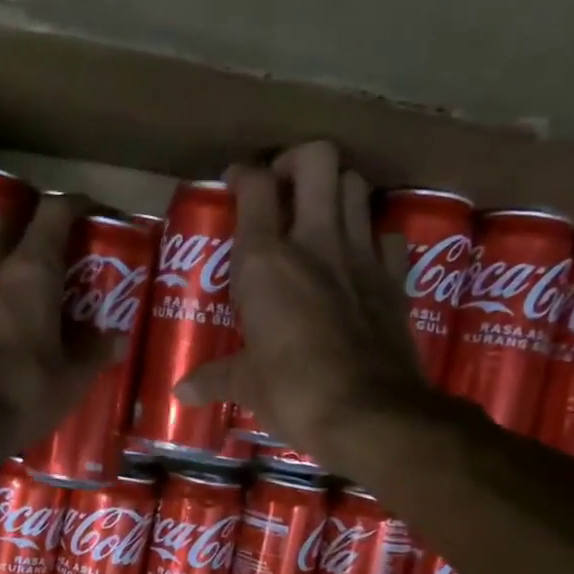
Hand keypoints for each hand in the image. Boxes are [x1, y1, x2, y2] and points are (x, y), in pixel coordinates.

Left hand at [0, 191, 124, 469]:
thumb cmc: (21, 395)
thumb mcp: (71, 379)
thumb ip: (94, 352)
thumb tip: (117, 339)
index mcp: (30, 272)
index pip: (54, 214)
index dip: (76, 205)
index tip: (93, 211)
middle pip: (5, 219)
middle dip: (27, 218)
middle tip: (49, 240)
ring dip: (2, 255)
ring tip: (24, 282)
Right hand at [174, 142, 432, 465]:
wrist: (369, 414)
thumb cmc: (294, 393)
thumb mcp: (246, 385)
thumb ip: (214, 378)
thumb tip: (180, 392)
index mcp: (266, 261)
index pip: (254, 186)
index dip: (242, 175)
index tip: (235, 184)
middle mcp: (316, 241)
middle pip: (317, 159)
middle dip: (297, 162)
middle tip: (282, 190)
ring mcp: (361, 255)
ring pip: (356, 185)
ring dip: (336, 190)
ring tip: (318, 217)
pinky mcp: (394, 279)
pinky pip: (386, 235)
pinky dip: (371, 236)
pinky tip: (357, 259)